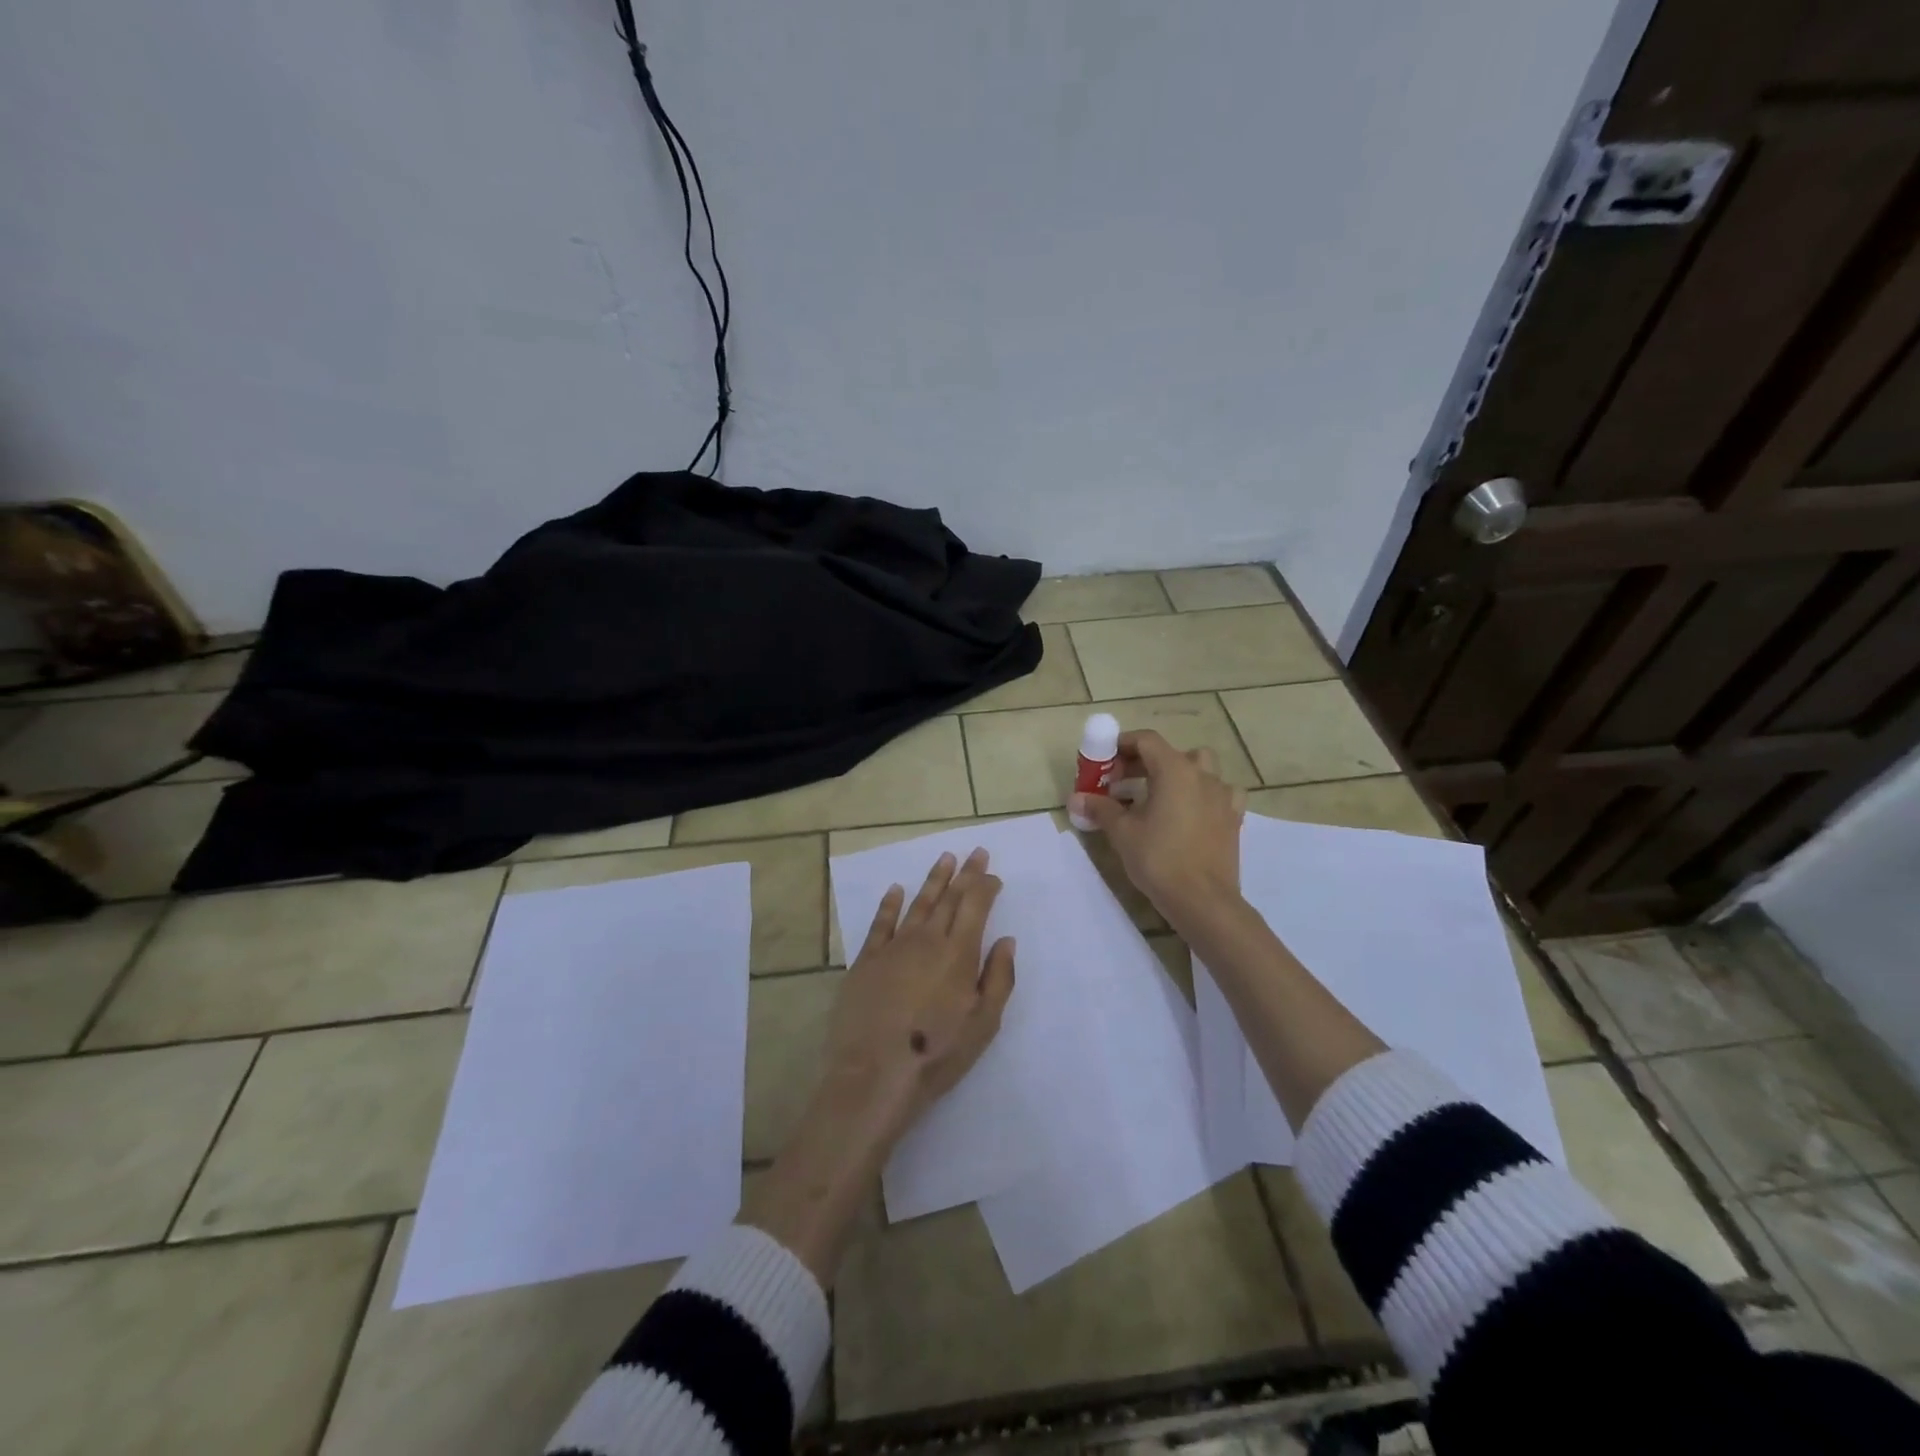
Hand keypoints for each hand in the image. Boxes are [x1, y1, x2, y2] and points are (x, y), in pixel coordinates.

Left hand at [818, 847, 1016, 1148]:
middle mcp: (927, 939)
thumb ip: (999, 978)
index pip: (975, 905)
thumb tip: (1006, 940)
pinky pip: (881, 922)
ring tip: (945, 858)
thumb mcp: (984, 1024)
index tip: (994, 876)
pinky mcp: (866, 960)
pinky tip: (895, 889)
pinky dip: (890, 903)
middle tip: (976, 852)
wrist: (873, 1074)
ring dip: (933, 879)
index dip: (986, 886)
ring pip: (918, 903)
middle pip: (949, 897)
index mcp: (959, 953)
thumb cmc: (937, 1054)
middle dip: (965, 873)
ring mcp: (894, 946)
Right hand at [1069, 729, 1246, 932]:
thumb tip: (1076, 799)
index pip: (1147, 740)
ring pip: (1200, 768)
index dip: (1123, 744)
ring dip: (1177, 772)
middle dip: (1143, 761)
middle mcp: (1202, 775)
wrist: (1203, 900)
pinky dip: (1204, 793)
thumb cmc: (1159, 859)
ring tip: (1158, 793)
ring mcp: (1223, 795)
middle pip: (1171, 753)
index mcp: (1174, 770)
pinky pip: (1220, 792)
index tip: (1105, 760)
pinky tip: (1192, 810)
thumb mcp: (1122, 832)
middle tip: (1121, 781)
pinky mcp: (1233, 817)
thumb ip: (1100, 808)